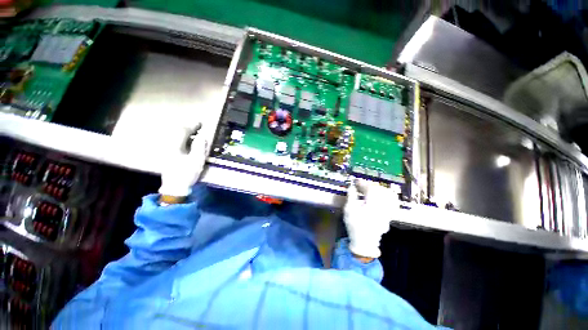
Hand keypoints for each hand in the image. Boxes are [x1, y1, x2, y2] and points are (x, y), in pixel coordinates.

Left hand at [158, 129, 207, 197]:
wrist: (175, 187)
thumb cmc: (186, 174)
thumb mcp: (196, 160)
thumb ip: (199, 147)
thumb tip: (202, 136)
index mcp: (175, 146)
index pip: (183, 131)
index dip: (193, 126)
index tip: (201, 123)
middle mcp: (169, 146)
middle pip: (177, 132)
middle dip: (189, 128)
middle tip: (199, 127)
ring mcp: (167, 150)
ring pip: (176, 137)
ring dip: (186, 134)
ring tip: (196, 134)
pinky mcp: (168, 155)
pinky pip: (176, 142)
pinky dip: (184, 139)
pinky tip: (189, 143)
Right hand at [343, 179, 399, 258]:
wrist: (364, 242)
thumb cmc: (354, 225)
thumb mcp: (349, 209)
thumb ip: (351, 195)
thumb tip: (351, 185)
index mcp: (373, 204)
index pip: (370, 188)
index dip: (362, 183)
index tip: (356, 181)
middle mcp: (383, 206)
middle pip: (380, 190)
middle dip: (370, 185)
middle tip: (361, 185)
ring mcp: (388, 211)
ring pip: (387, 194)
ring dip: (378, 189)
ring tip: (369, 189)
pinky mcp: (389, 215)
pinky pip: (391, 201)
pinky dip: (385, 196)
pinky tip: (378, 197)